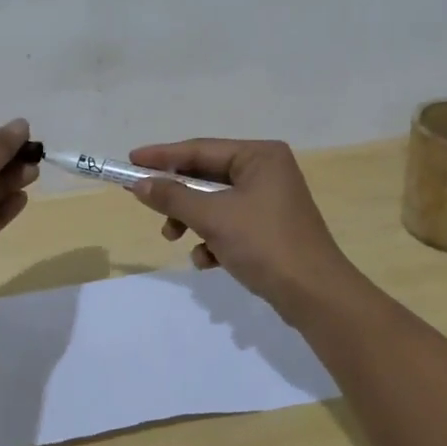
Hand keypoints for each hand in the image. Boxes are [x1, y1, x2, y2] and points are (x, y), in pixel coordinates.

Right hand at [125, 138, 367, 323]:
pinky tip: (208, 261)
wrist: (315, 296)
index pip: (201, 149)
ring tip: (174, 239)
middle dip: (178, 196)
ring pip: (216, 203)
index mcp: (260, 156)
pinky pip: (230, 224)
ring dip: (192, 221)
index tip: (130, 160)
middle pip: (207, 176)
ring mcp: (270, 201)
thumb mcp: (213, 218)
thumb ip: (173, 198)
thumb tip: (139, 184)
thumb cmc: (265, 244)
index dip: (163, 156)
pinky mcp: (269, 229)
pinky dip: (214, 239)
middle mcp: (267, 170)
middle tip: (146, 203)